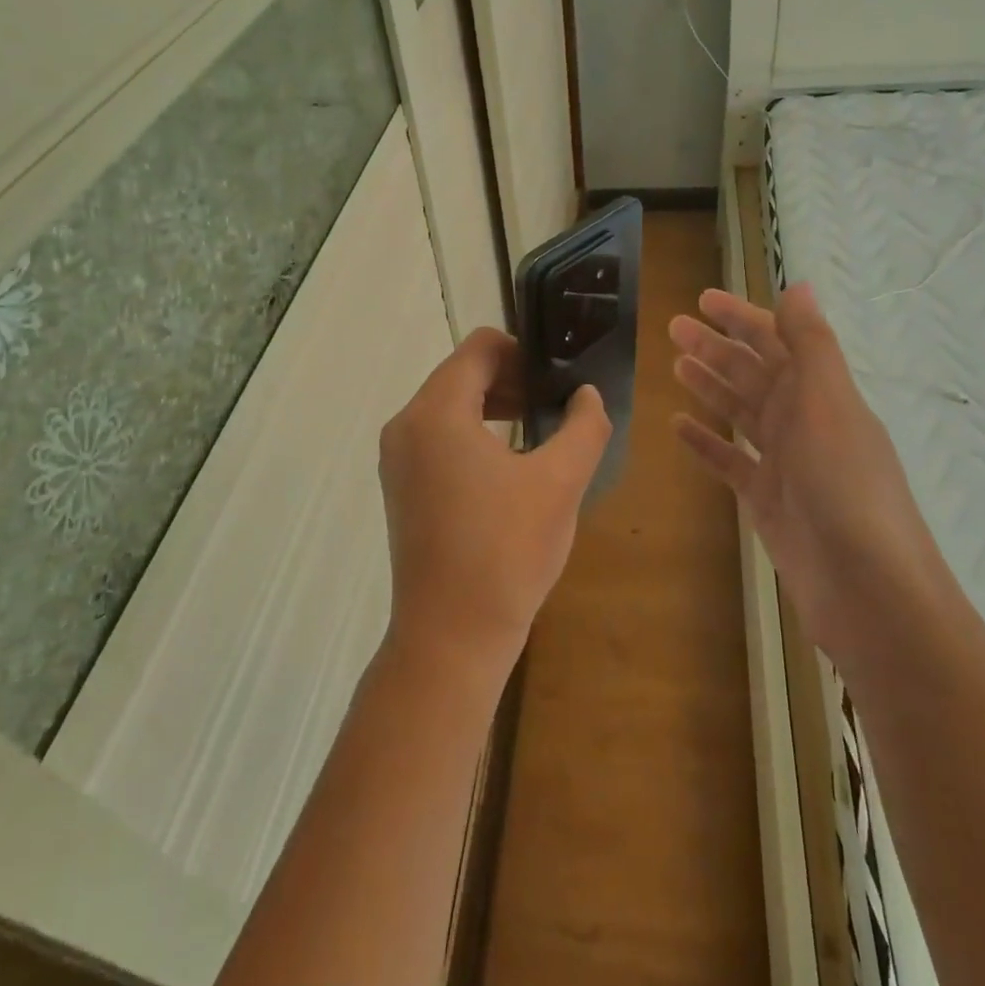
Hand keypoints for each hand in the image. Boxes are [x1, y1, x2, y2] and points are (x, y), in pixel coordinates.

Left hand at [378, 328, 611, 688]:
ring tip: (538, 431)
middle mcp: (405, 426)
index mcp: (436, 412)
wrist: (452, 637)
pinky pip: (438, 439)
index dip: (524, 351)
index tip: (558, 378)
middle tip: (556, 403)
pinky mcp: (401, 489)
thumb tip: (587, 394)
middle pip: (461, 375)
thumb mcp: (560, 482)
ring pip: (448, 407)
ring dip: (494, 407)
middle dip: (511, 380)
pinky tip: (508, 465)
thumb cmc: (507, 552)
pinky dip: (473, 435)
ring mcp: (397, 460)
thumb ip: (584, 425)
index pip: (479, 348)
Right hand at [669, 283, 940, 650]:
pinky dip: (706, 441)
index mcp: (821, 393)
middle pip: (753, 373)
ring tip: (675, 366)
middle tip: (672, 329)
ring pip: (740, 411)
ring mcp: (783, 461)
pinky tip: (679, 426)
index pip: (777, 341)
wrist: (864, 585)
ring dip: (710, 386)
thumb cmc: (845, 485)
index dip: (741, 318)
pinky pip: (729, 459)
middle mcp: (803, 421)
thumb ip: (811, 345)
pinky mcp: (765, 498)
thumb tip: (799, 285)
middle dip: (715, 348)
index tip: (702, 300)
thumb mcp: (829, 403)